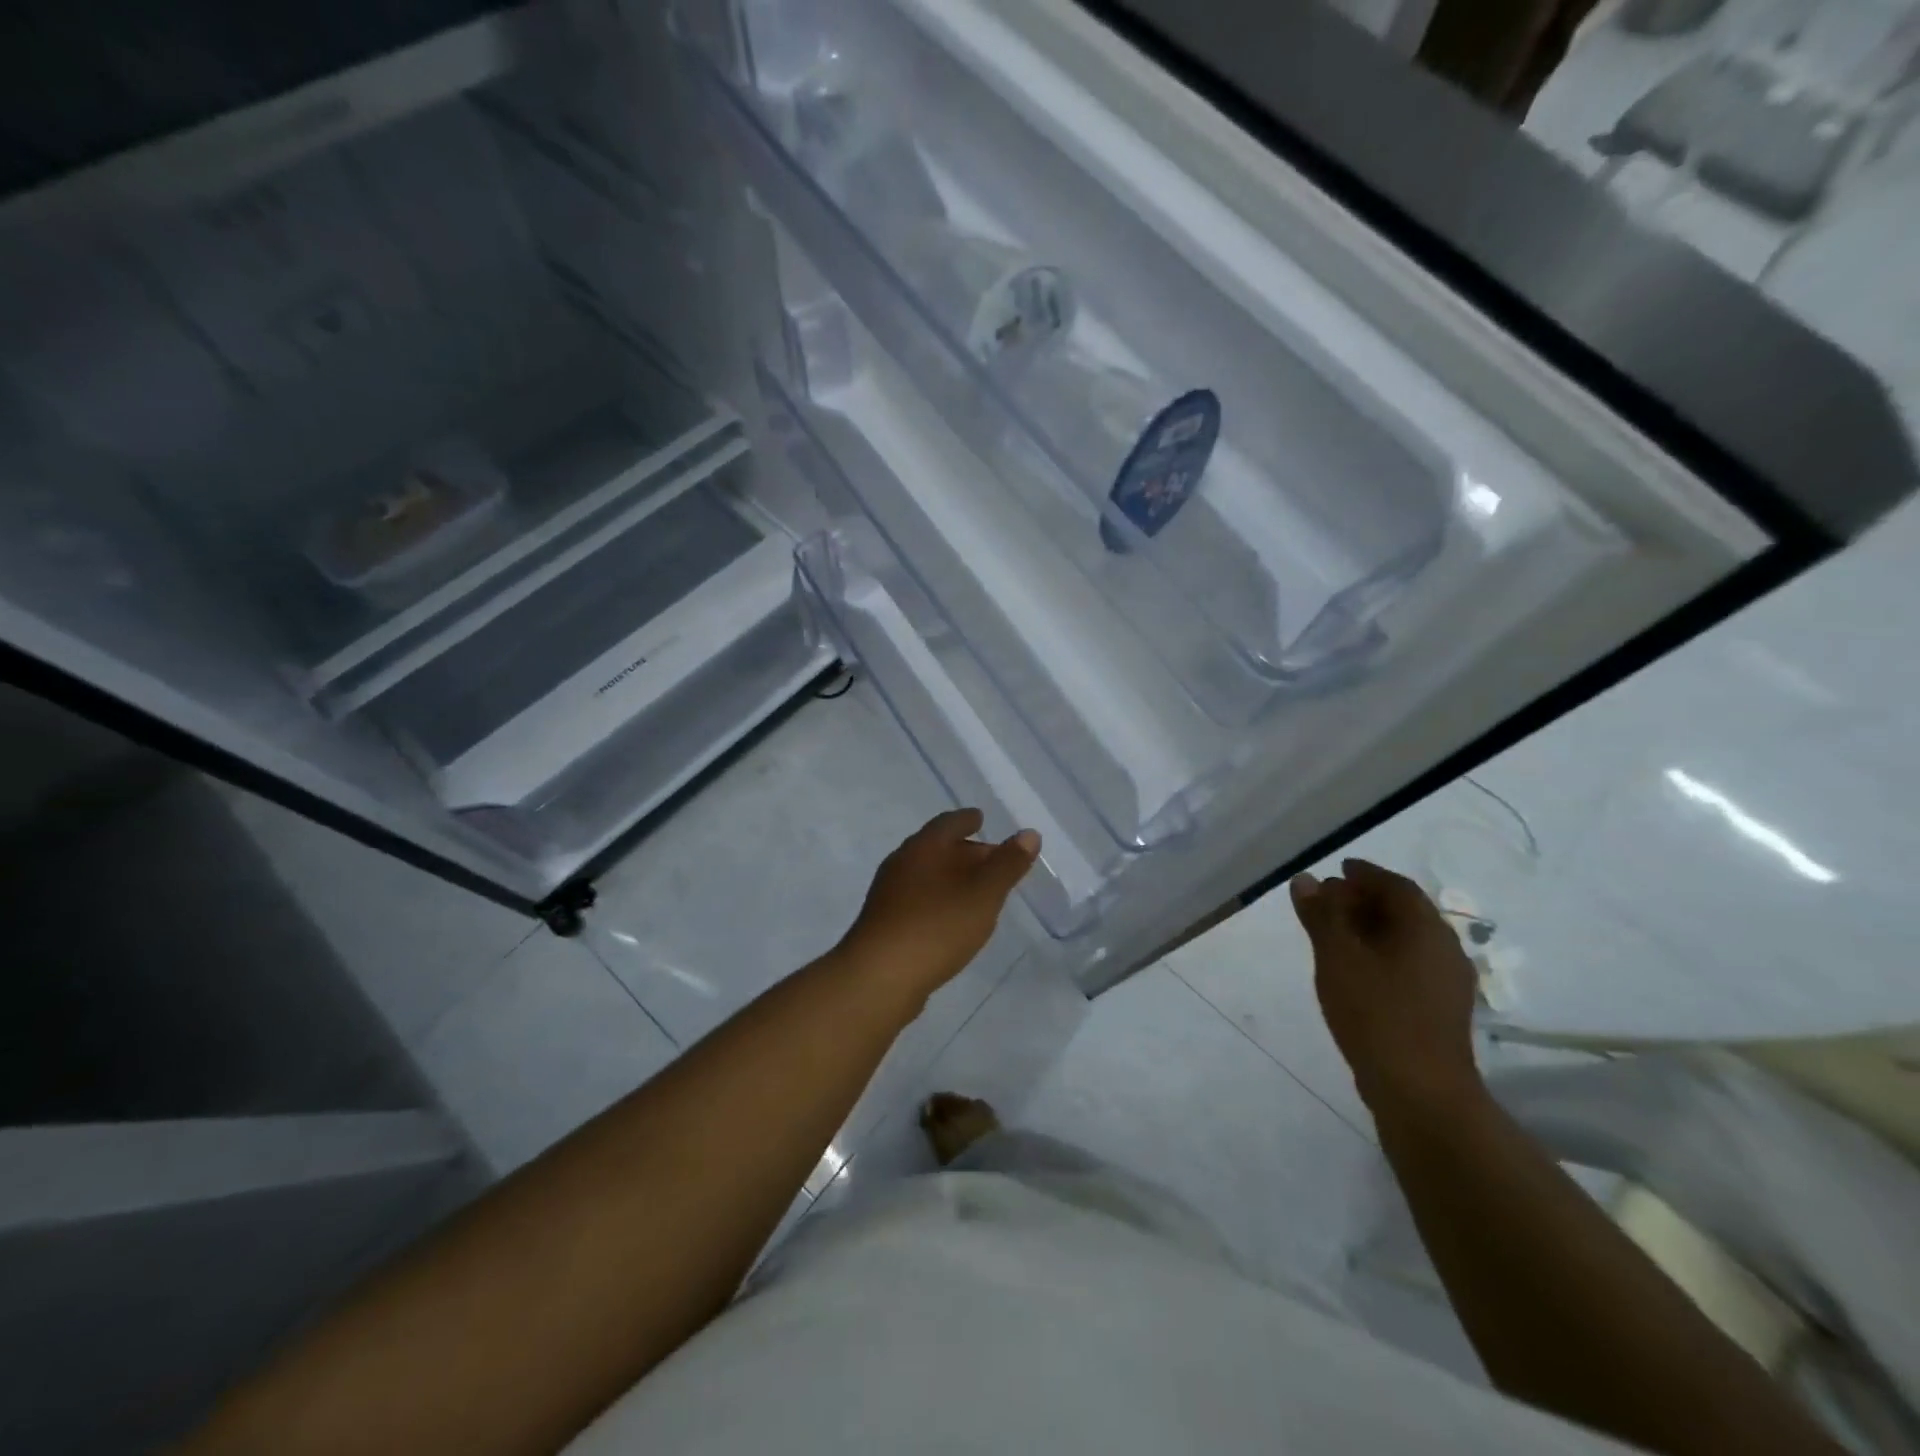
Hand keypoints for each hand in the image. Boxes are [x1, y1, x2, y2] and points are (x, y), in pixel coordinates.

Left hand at [840, 809, 1039, 1010]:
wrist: (879, 977)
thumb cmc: (937, 926)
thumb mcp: (983, 894)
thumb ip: (1007, 864)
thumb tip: (1029, 834)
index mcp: (923, 847)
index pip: (948, 823)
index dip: (967, 820)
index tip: (981, 819)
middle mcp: (901, 863)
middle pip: (936, 848)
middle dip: (964, 851)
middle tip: (992, 860)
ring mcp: (889, 895)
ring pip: (926, 876)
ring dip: (951, 878)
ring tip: (977, 891)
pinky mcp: (884, 924)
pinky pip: (918, 900)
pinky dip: (939, 900)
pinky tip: (952, 920)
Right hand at [1290, 859, 1481, 1115]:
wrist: (1420, 1092)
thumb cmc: (1376, 1013)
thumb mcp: (1337, 958)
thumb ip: (1322, 915)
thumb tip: (1307, 879)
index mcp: (1425, 929)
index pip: (1396, 886)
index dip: (1366, 874)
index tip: (1338, 870)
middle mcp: (1444, 949)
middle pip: (1404, 911)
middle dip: (1366, 900)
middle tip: (1329, 900)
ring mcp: (1447, 983)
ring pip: (1407, 940)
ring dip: (1372, 929)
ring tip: (1335, 935)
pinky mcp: (1441, 1011)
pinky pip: (1409, 965)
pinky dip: (1381, 954)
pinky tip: (1356, 970)